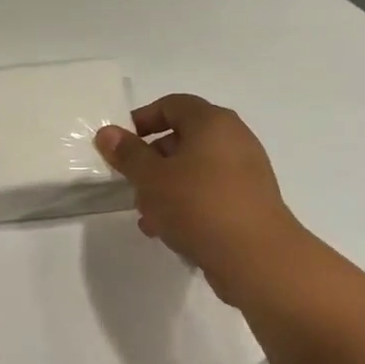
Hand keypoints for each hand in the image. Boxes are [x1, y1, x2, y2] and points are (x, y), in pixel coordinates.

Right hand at [95, 94, 306, 304]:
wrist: (257, 259)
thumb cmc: (199, 206)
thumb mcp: (152, 178)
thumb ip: (128, 154)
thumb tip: (107, 132)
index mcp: (212, 122)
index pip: (172, 104)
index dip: (143, 119)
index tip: (120, 144)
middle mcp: (234, 139)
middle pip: (183, 138)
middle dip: (151, 161)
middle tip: (131, 184)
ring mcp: (246, 172)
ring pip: (195, 170)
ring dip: (166, 188)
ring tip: (147, 216)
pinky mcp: (250, 203)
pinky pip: (210, 193)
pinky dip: (188, 204)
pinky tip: (169, 231)